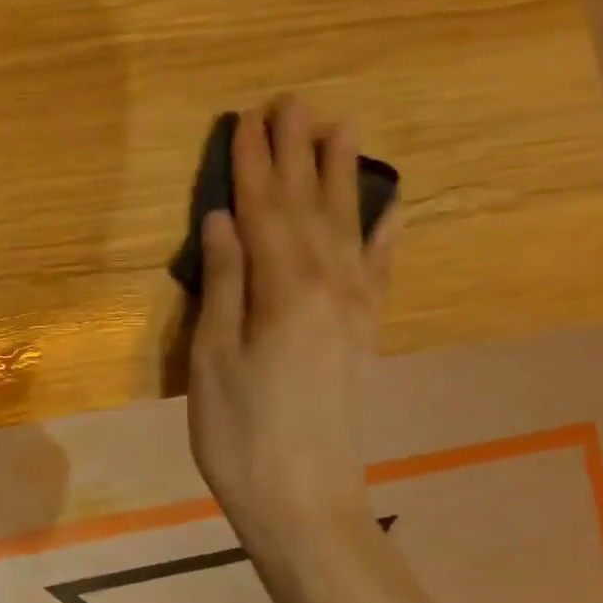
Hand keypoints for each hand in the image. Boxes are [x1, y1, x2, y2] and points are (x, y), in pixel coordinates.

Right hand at [186, 97, 399, 545]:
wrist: (303, 500)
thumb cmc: (239, 432)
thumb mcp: (212, 357)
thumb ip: (224, 283)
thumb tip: (224, 219)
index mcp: (285, 289)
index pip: (264, 210)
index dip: (253, 163)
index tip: (247, 117)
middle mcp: (330, 285)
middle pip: (309, 206)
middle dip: (296, 153)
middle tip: (292, 102)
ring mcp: (355, 307)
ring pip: (346, 225)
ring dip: (340, 175)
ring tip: (342, 128)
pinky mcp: (365, 331)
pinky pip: (379, 266)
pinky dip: (384, 229)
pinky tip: (390, 202)